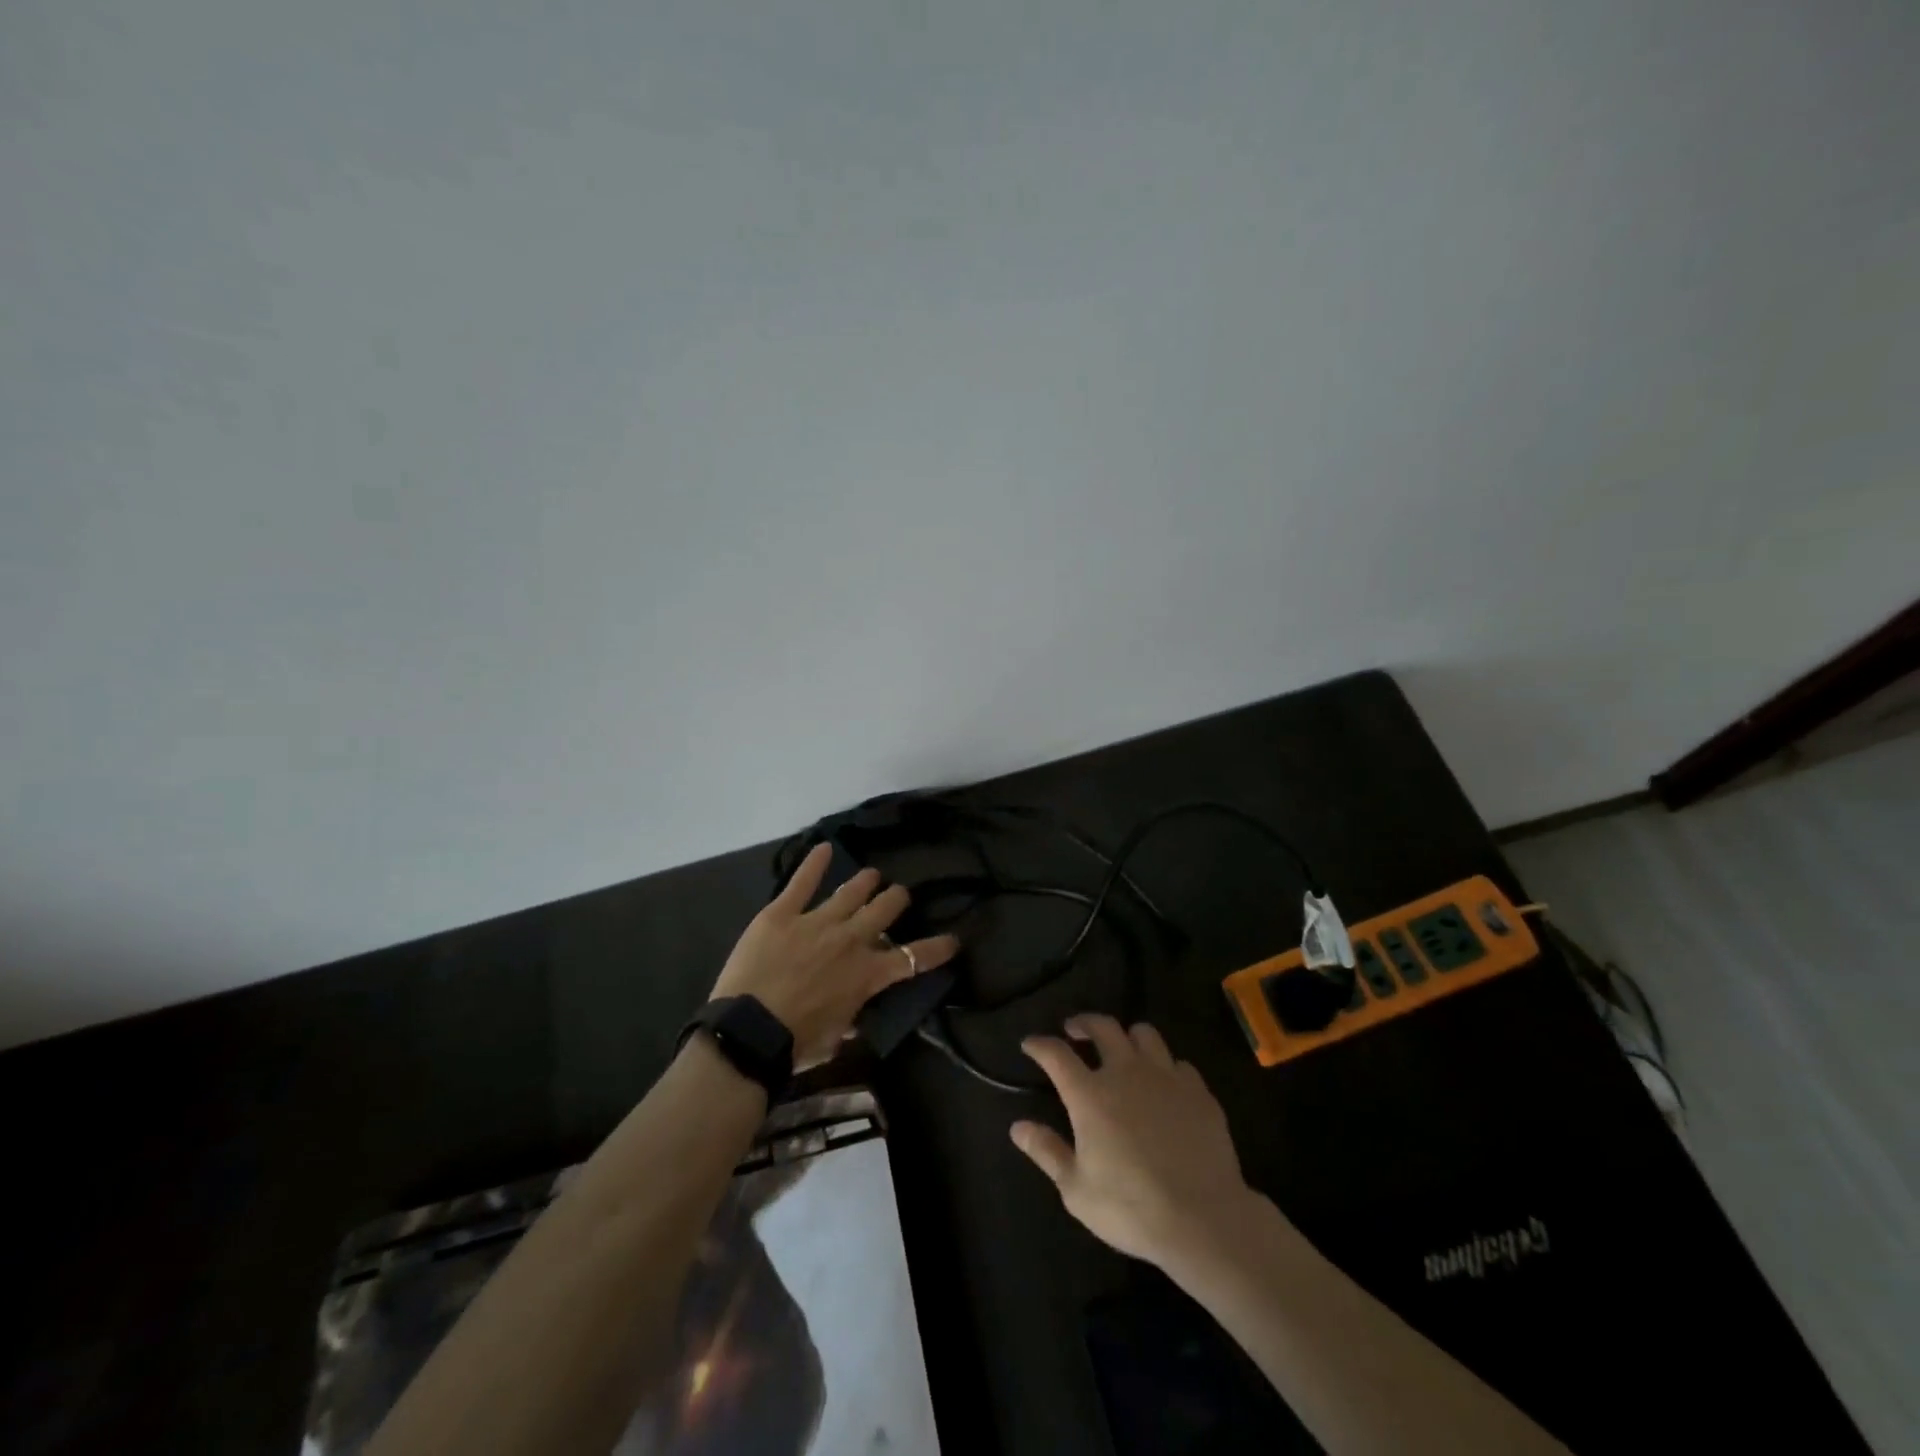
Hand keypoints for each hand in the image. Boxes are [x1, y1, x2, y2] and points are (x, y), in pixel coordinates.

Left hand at [709, 843, 959, 1069]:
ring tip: (872, 874)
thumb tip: (857, 1015)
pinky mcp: (783, 913)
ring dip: (865, 881)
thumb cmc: (796, 1043)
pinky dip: (814, 863)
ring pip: (851, 892)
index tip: (952, 940)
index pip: (912, 958)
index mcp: (867, 975)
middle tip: (898, 895)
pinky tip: (824, 847)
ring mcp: (817, 921)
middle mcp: (850, 940)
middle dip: (896, 900)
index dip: (936, 948)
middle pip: (884, 910)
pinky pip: (802, 882)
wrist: (750, 1030)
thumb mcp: (836, 1038)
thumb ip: (851, 1019)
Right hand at [1010, 1014, 1258, 1268]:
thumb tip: (1018, 1127)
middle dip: (1083, 1022)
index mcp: (1090, 1095)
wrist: (1203, 1220)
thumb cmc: (1132, 1209)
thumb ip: (1047, 1152)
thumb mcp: (1077, 1190)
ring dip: (1127, 1036)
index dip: (1039, 1044)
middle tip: (1075, 1030)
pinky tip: (1164, 1084)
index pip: (1056, 1054)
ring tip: (1122, 1049)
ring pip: (1144, 1033)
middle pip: (1102, 1026)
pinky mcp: (1198, 1091)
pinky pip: (1178, 1063)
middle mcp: (1125, 1073)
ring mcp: (1165, 1077)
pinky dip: (1165, 1067)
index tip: (1030, 1043)